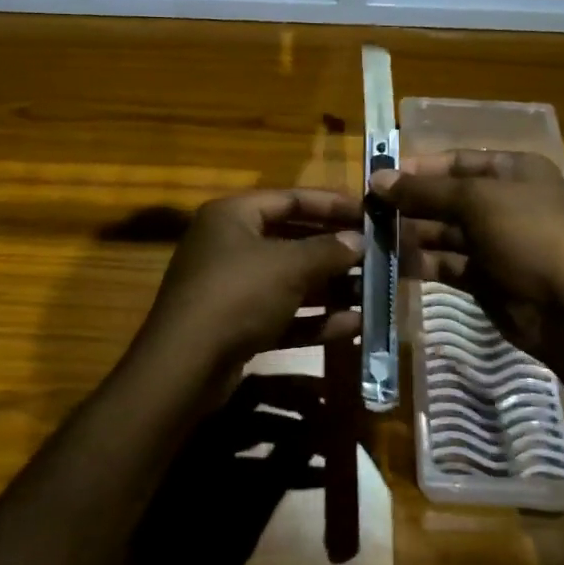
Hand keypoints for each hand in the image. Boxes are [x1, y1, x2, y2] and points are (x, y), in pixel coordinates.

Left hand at [135, 189, 363, 390]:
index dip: (332, 204)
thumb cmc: (238, 295)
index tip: (370, 212)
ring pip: (290, 280)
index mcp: (233, 216)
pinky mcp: (238, 325)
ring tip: (374, 291)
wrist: (186, 366)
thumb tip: (358, 240)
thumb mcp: (288, 266)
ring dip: (331, 287)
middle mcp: (230, 245)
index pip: (290, 198)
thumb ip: (328, 250)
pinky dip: (315, 319)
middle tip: (377, 254)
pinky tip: (353, 325)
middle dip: (335, 249)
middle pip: (292, 239)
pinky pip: (284, 314)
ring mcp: (232, 287)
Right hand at [372, 151, 563, 388]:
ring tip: (370, 239)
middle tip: (365, 213)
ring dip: (409, 234)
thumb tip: (377, 179)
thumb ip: (425, 190)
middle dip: (407, 204)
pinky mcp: (485, 277)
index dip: (417, 168)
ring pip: (442, 232)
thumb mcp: (477, 202)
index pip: (456, 161)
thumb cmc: (529, 237)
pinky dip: (421, 263)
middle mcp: (503, 202)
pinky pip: (446, 263)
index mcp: (513, 171)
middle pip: (446, 197)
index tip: (377, 179)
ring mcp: (495, 242)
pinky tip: (390, 265)